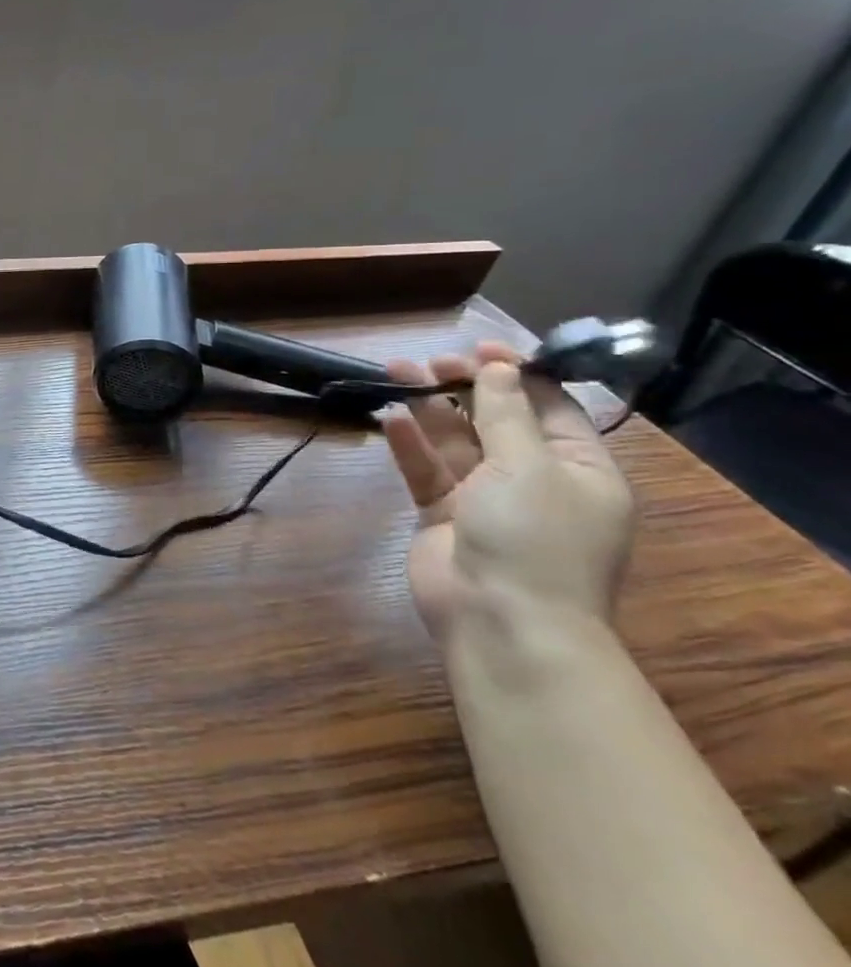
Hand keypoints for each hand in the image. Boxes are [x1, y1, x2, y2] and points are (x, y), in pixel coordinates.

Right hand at [382, 340, 635, 642]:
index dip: (515, 373)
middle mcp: (533, 479)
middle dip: (462, 387)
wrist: (501, 620)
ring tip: (394, 373)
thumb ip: (506, 414)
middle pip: (494, 420)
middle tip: (426, 362)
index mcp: (577, 468)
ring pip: (454, 441)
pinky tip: (389, 418)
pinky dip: (409, 444)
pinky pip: (425, 470)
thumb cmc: (534, 539)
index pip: (549, 407)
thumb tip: (498, 367)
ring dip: (428, 408)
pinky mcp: (442, 514)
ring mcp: (484, 498)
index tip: (478, 346)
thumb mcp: (529, 467)